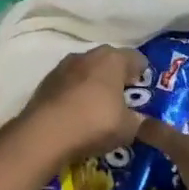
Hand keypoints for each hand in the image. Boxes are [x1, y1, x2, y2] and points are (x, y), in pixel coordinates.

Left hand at [19, 45, 149, 161]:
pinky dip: (74, 95)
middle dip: (117, 78)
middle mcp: (88, 55)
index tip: (144, 93)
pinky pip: (68, 84)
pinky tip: (75, 115)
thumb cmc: (95, 123)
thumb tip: (142, 122)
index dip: (142, 75)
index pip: (137, 58)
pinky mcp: (45, 82)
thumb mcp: (128, 129)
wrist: (44, 134)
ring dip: (93, 85)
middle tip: (122, 101)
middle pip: (109, 62)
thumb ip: (140, 122)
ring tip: (97, 110)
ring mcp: (63, 66)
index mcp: (113, 59)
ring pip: (86, 71)